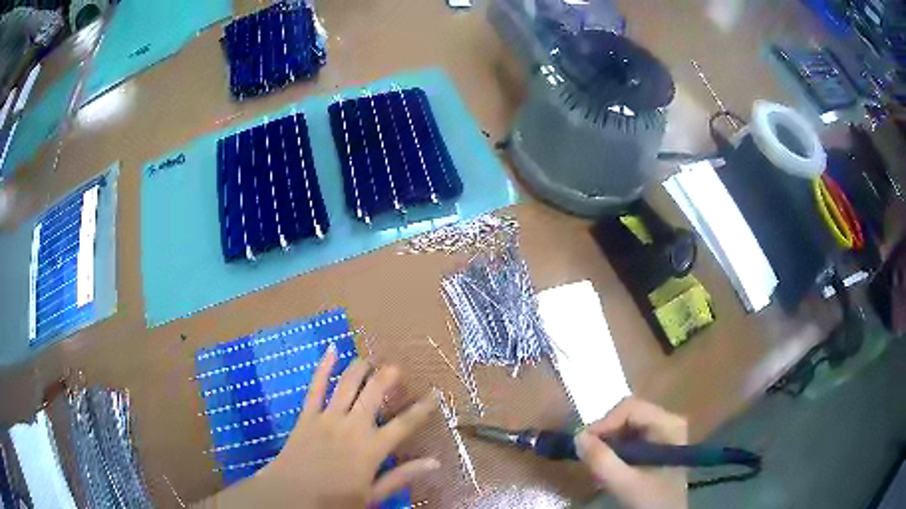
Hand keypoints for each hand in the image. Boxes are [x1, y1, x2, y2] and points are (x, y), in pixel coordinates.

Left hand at [202, 345, 437, 507]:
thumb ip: (402, 477)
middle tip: (398, 368)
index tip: (435, 394)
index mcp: (372, 448)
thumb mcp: (372, 495)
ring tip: (372, 360)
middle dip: (389, 377)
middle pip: (375, 393)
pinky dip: (323, 366)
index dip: (422, 408)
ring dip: (361, 368)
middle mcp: (353, 426)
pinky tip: (331, 349)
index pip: (404, 424)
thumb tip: (435, 462)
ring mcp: (328, 417)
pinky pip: (315, 386)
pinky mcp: (307, 415)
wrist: (290, 495)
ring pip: (348, 384)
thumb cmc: (334, 500)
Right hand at [574, 398, 687, 508]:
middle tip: (588, 453)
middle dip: (606, 433)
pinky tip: (610, 464)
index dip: (604, 422)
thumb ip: (602, 460)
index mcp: (669, 423)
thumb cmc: (650, 499)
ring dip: (609, 441)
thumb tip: (578, 436)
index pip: (631, 408)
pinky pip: (631, 435)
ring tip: (598, 461)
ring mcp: (664, 430)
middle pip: (629, 414)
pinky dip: (616, 447)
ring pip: (627, 424)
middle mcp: (669, 420)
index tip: (583, 444)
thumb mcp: (624, 483)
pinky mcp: (657, 442)